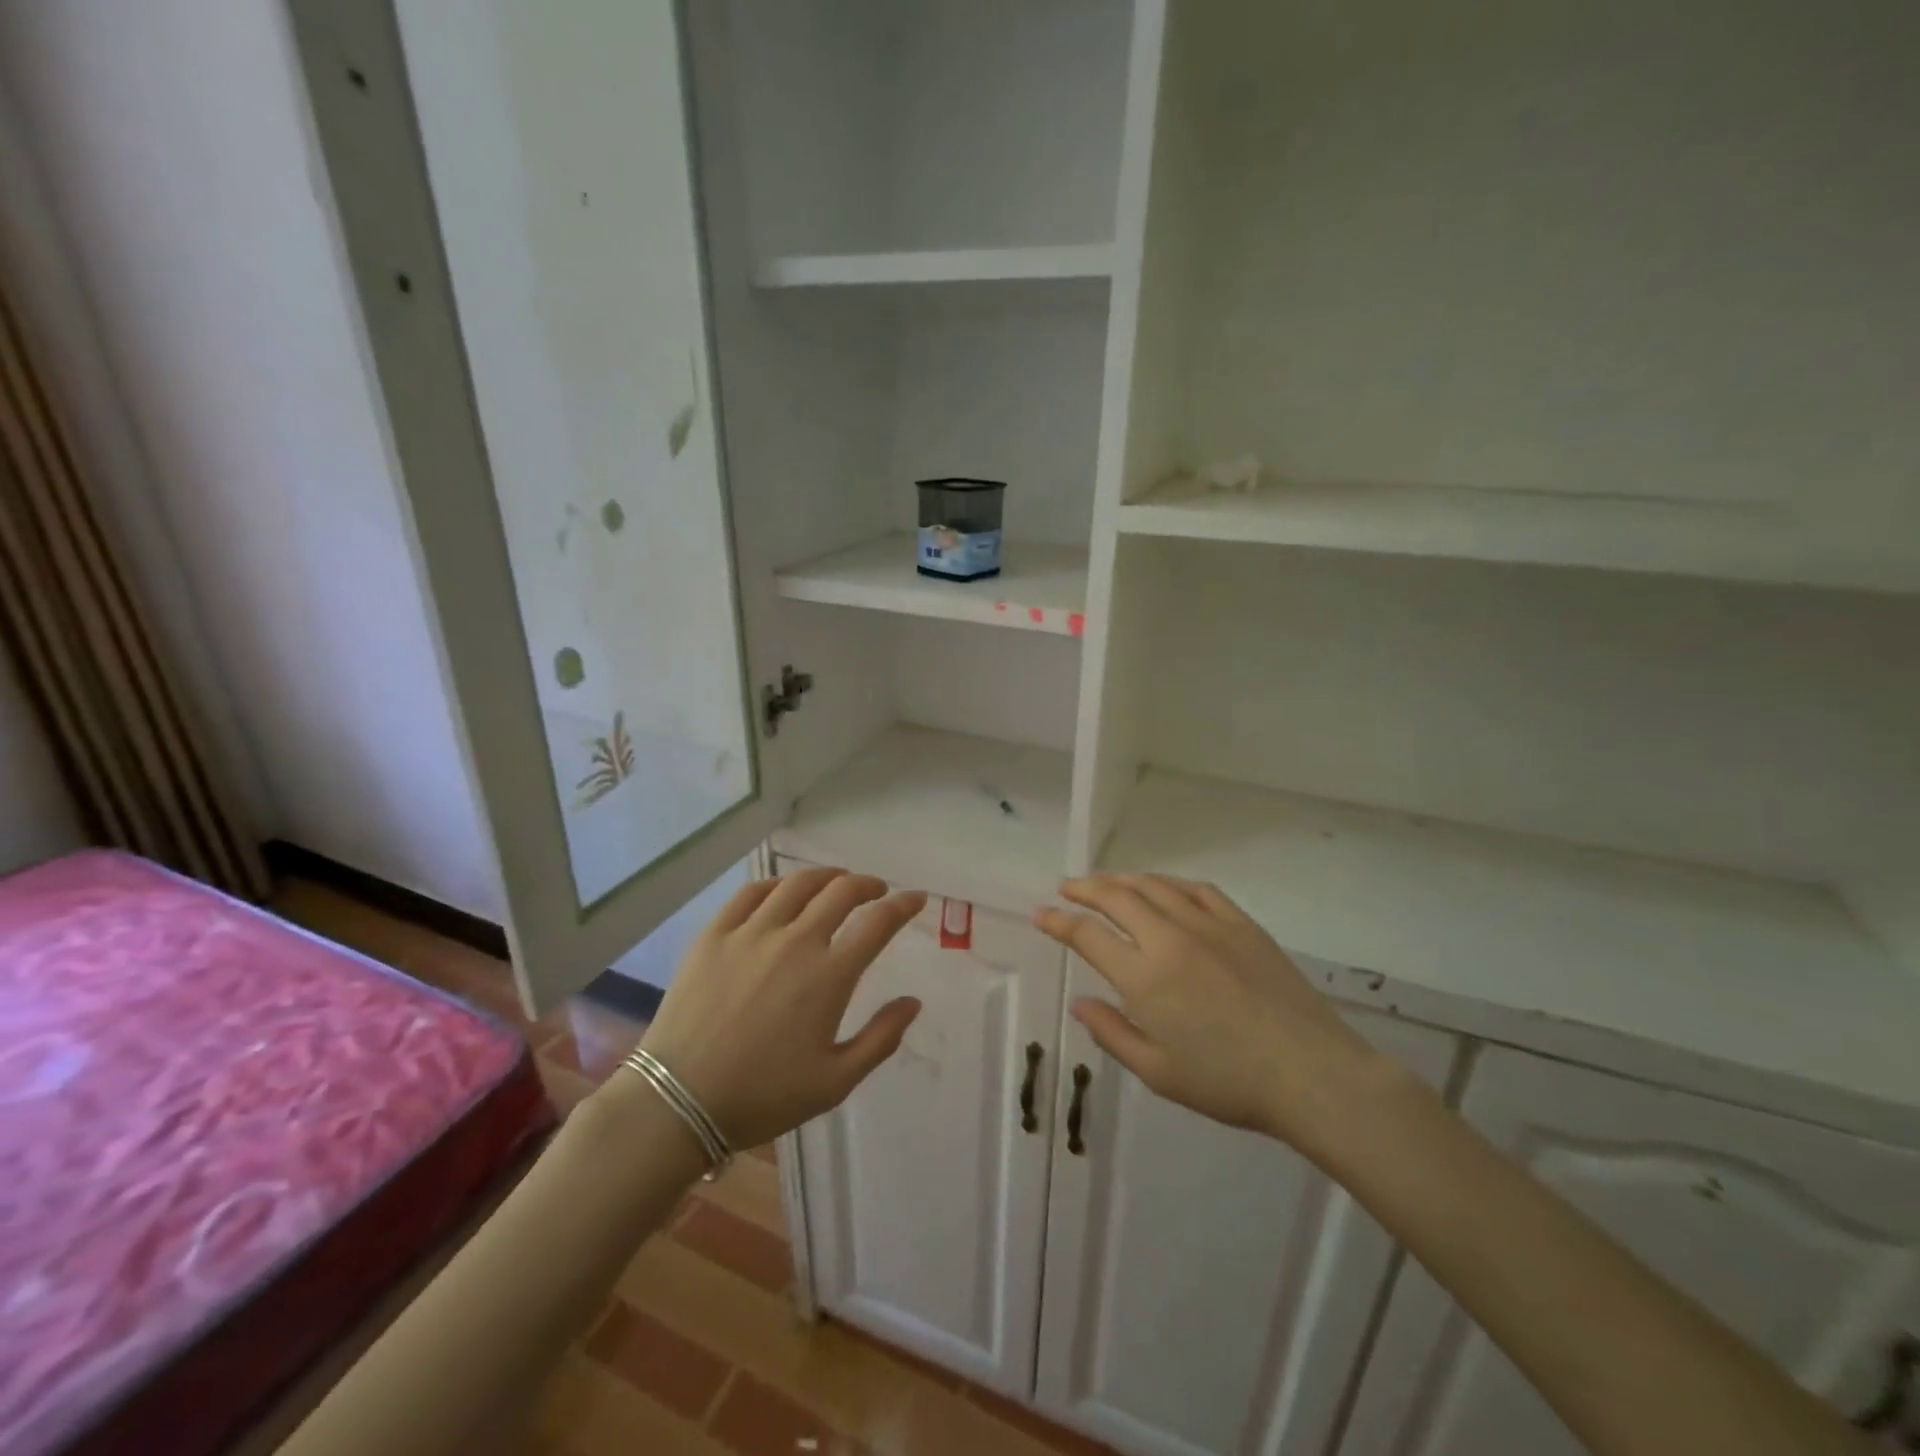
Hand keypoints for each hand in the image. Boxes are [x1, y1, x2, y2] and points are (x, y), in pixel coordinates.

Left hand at [636, 868, 925, 1149]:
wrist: (678, 1102)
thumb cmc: (763, 1096)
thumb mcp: (835, 1082)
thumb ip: (881, 1039)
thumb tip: (913, 1002)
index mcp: (829, 976)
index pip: (878, 923)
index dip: (903, 905)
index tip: (915, 898)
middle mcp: (795, 941)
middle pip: (841, 892)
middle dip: (868, 884)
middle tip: (876, 890)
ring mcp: (751, 933)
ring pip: (797, 884)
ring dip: (826, 877)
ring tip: (836, 882)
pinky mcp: (715, 934)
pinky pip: (751, 893)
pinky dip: (776, 884)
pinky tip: (783, 890)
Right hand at [1034, 874, 1390, 1156]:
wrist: (1311, 1073)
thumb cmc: (1228, 1083)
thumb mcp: (1158, 1072)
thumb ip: (1112, 1033)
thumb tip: (1079, 1003)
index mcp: (1144, 977)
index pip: (1087, 936)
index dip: (1058, 921)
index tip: (1040, 914)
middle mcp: (1169, 939)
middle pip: (1116, 897)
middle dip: (1084, 888)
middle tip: (1067, 887)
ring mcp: (1208, 925)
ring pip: (1154, 886)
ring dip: (1122, 879)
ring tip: (1106, 883)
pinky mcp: (1241, 923)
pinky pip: (1198, 889)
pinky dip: (1171, 883)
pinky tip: (1164, 888)